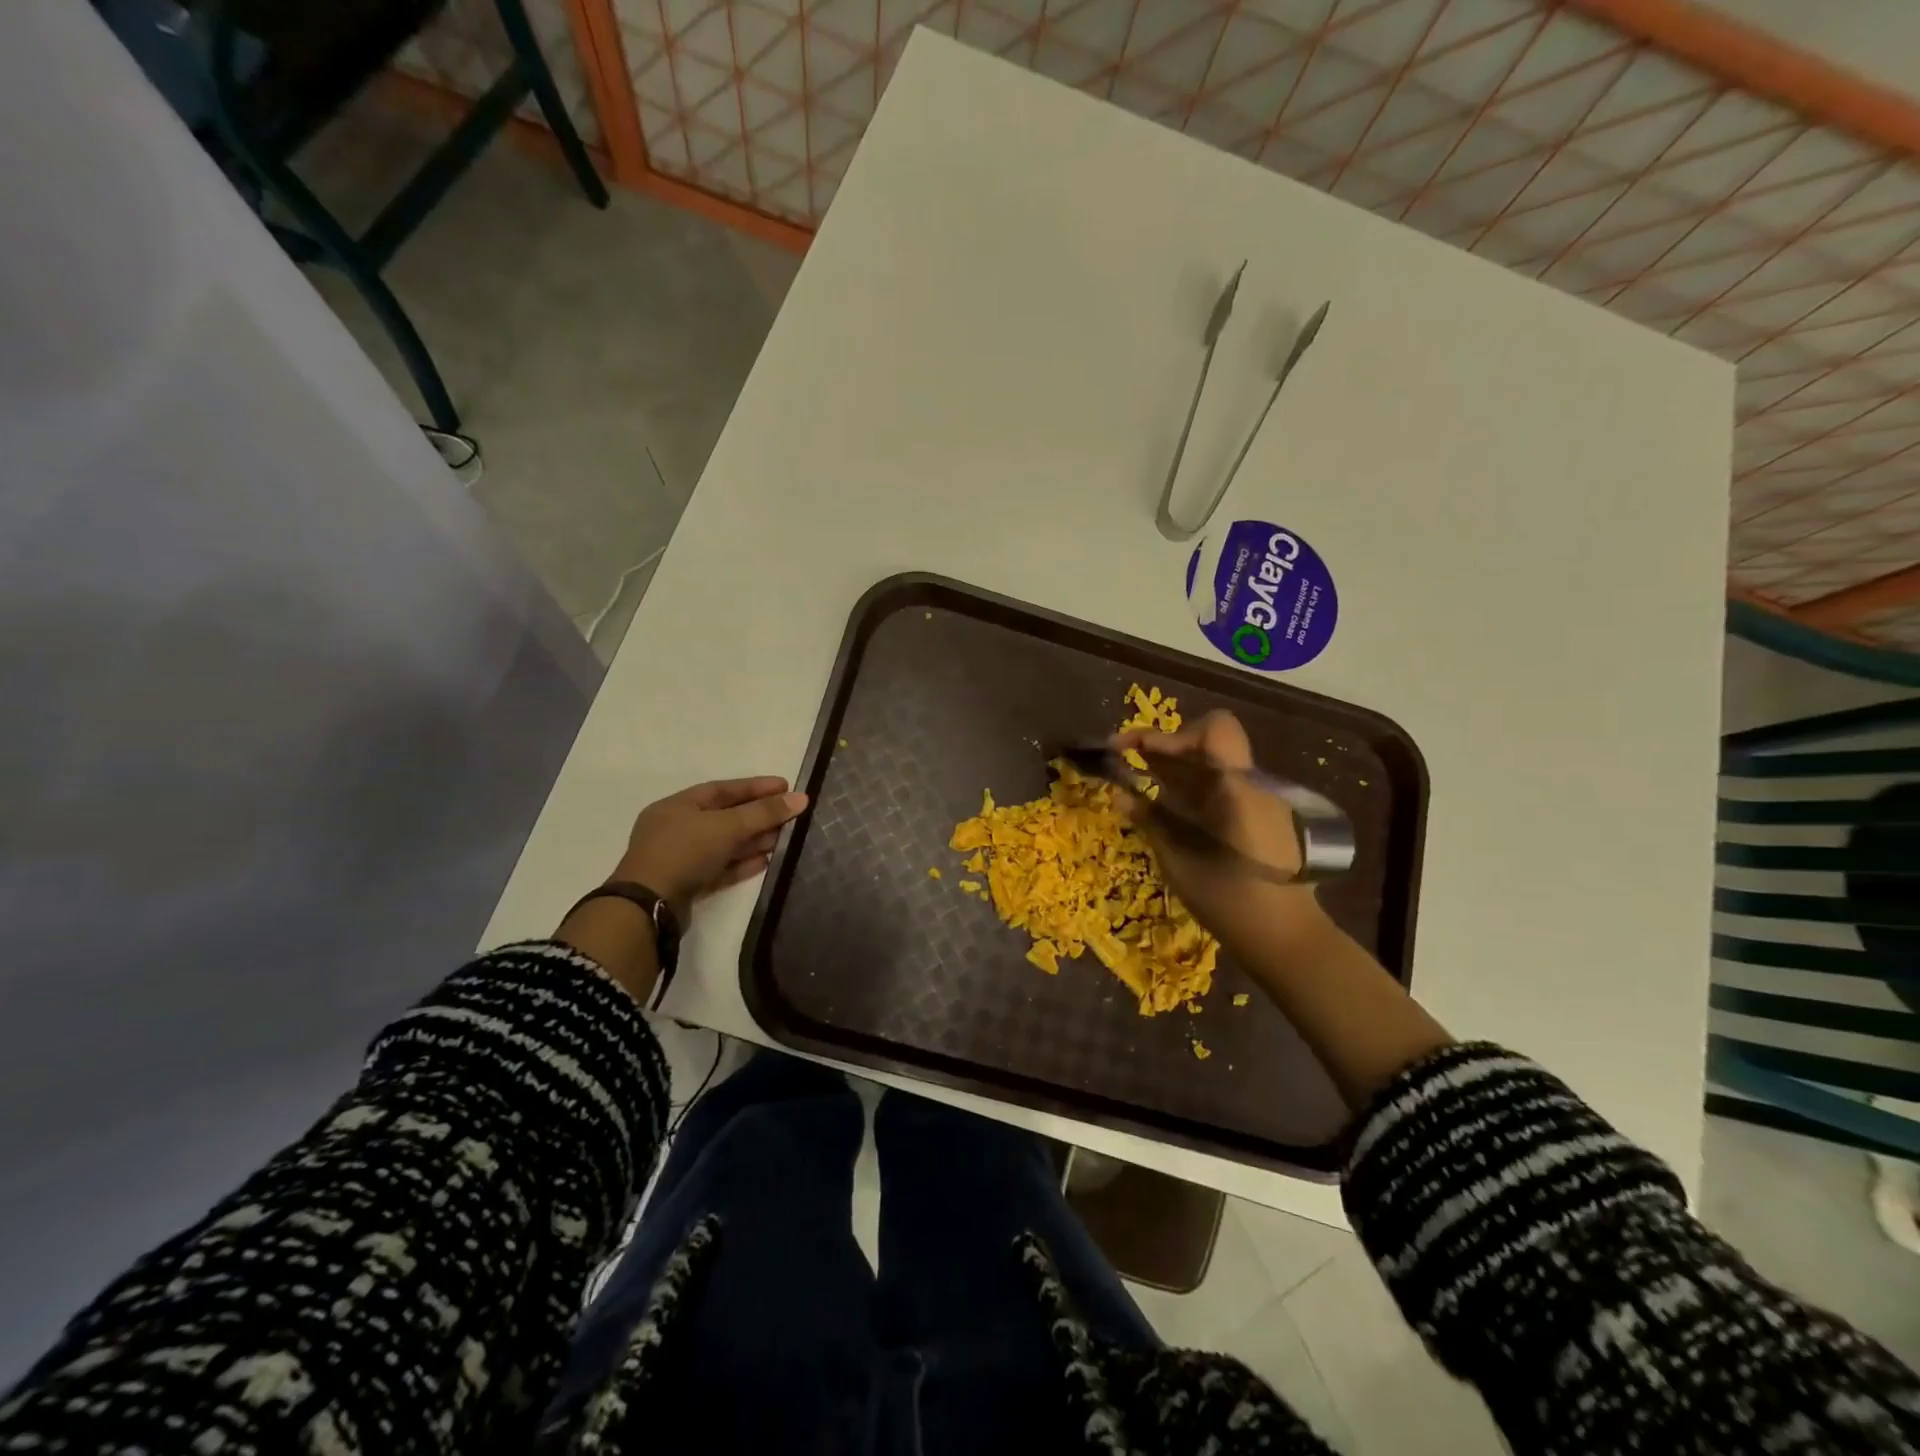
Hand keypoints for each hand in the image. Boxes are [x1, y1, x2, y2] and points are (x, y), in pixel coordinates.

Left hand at [613, 776, 809, 921]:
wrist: (647, 907)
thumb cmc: (684, 852)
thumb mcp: (727, 826)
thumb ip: (764, 813)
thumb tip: (801, 798)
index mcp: (677, 806)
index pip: (722, 789)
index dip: (755, 787)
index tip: (785, 786)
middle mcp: (676, 829)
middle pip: (725, 817)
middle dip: (758, 816)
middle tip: (790, 815)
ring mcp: (680, 859)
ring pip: (724, 844)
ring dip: (753, 841)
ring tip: (783, 840)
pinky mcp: (687, 885)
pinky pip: (720, 869)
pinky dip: (742, 864)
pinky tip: (765, 862)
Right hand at [1113, 710, 1325, 957]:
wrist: (1287, 936)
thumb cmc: (1230, 902)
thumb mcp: (1179, 862)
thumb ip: (1150, 822)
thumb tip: (1118, 795)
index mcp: (1238, 789)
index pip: (1213, 730)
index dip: (1167, 733)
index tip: (1129, 749)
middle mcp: (1253, 783)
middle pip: (1207, 741)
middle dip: (1164, 747)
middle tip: (1129, 764)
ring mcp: (1261, 797)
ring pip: (1213, 762)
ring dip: (1176, 765)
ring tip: (1142, 784)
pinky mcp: (1261, 813)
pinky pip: (1221, 784)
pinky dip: (1191, 785)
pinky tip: (1170, 808)